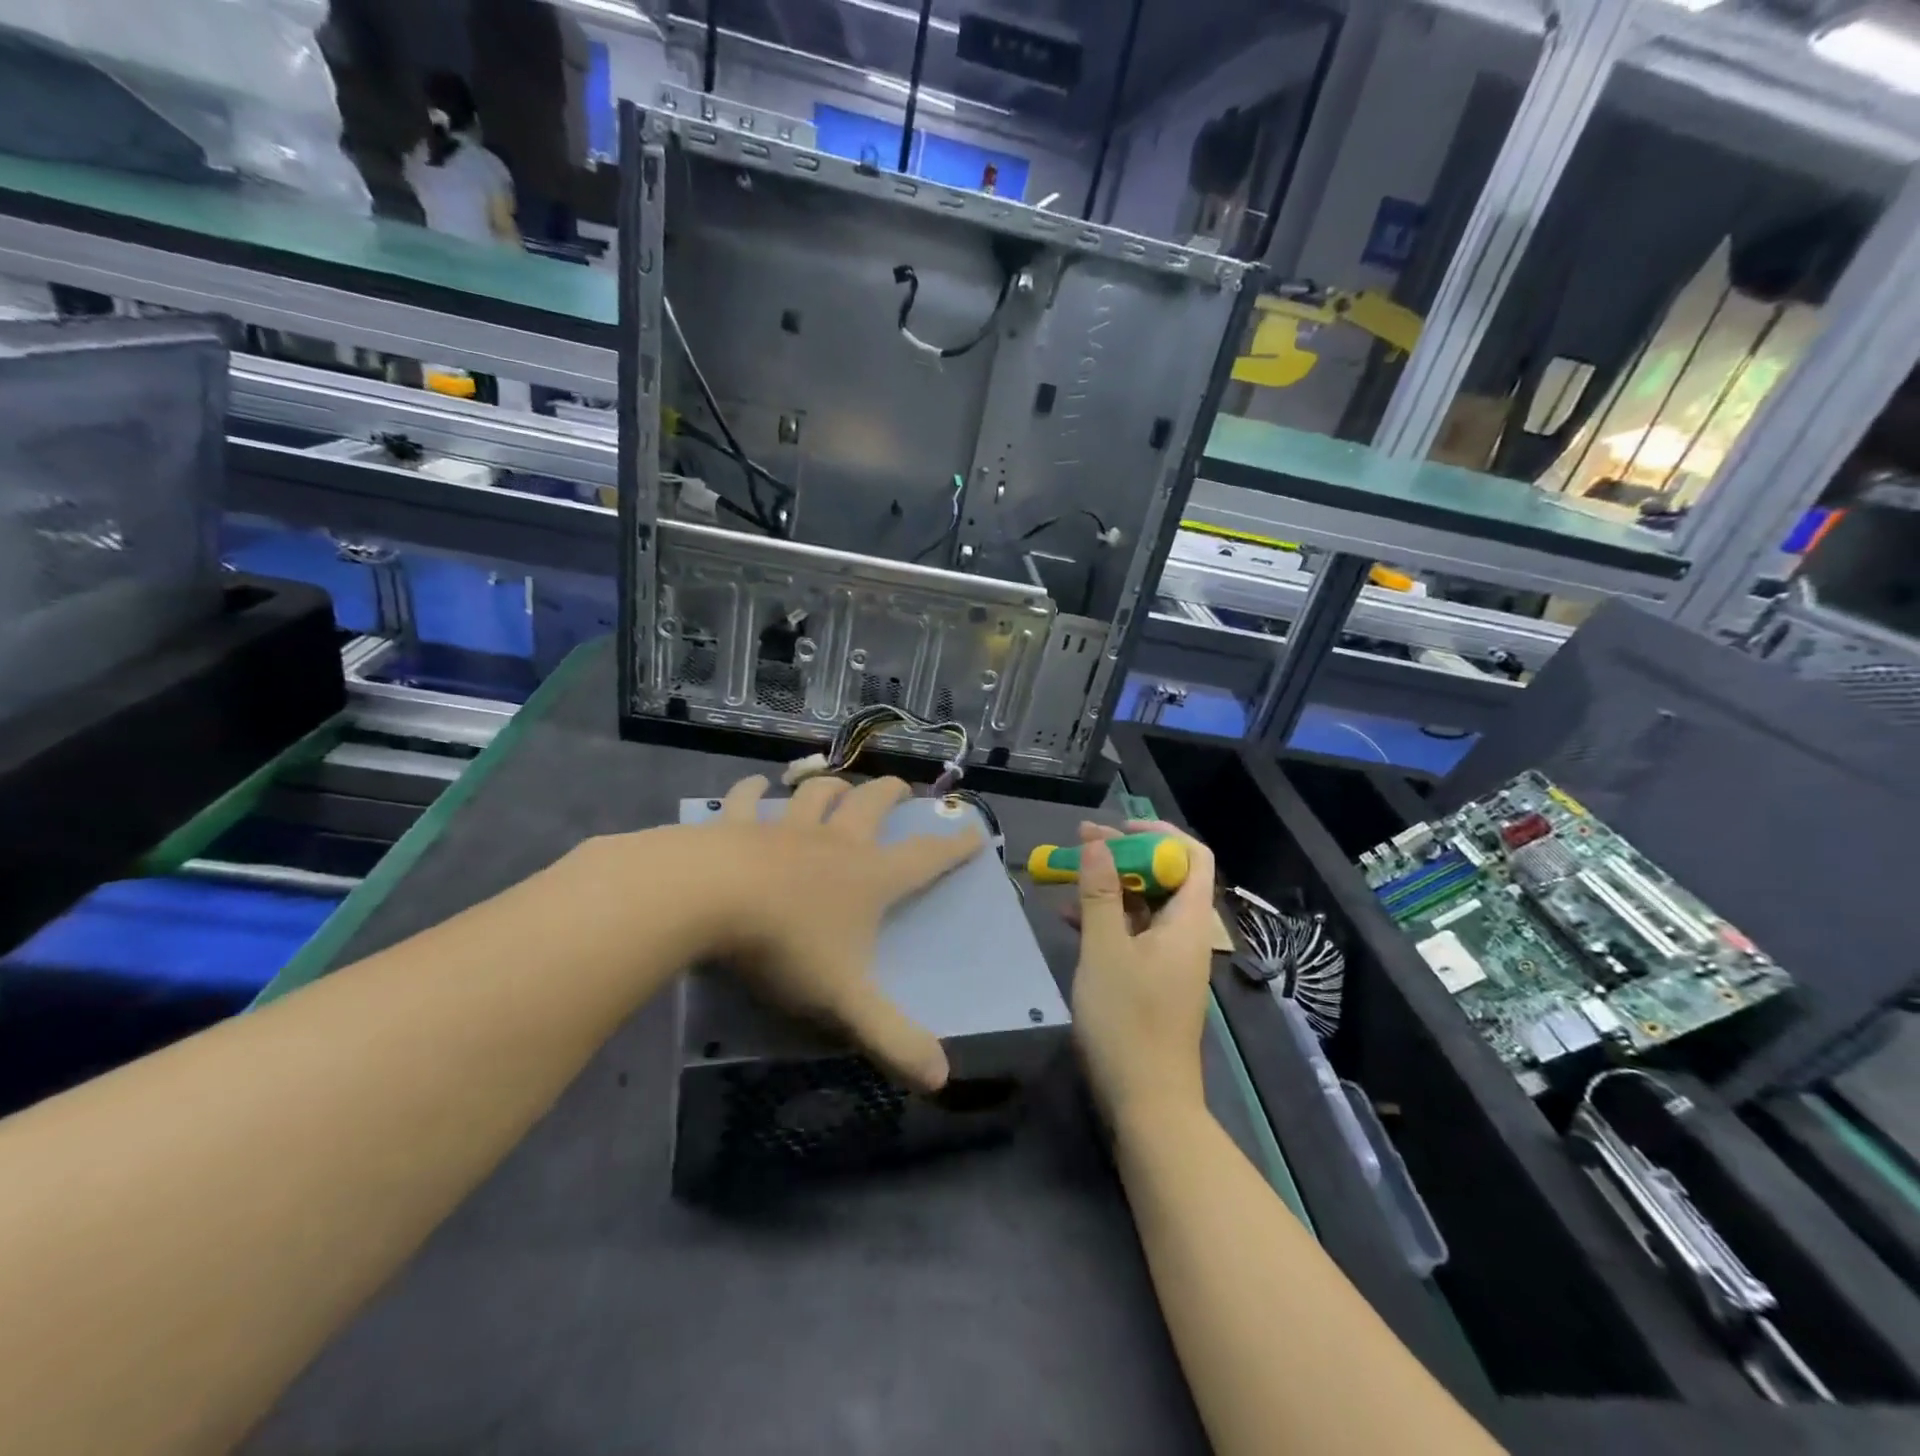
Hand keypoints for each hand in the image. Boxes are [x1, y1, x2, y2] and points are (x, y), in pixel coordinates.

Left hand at [694, 773, 983, 1091]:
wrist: (706, 899)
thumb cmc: (785, 945)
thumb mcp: (844, 1000)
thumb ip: (892, 1038)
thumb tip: (942, 1079)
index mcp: (869, 878)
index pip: (925, 858)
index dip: (954, 847)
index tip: (975, 831)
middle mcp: (834, 843)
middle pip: (871, 805)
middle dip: (890, 794)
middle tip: (901, 788)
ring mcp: (784, 829)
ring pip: (816, 794)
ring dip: (831, 786)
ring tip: (838, 783)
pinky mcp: (737, 825)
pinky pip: (748, 800)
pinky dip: (754, 790)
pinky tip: (755, 783)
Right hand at [1068, 820, 1216, 1121]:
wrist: (1148, 1103)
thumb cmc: (1128, 1021)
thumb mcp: (1105, 950)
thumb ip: (1100, 893)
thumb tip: (1098, 840)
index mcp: (1188, 921)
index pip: (1192, 856)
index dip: (1158, 832)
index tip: (1116, 828)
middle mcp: (1186, 934)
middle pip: (1166, 876)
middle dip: (1125, 854)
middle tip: (1083, 845)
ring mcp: (1170, 958)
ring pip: (1146, 904)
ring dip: (1111, 885)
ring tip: (1070, 874)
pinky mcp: (1154, 979)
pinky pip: (1135, 932)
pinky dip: (1108, 917)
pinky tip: (1070, 917)